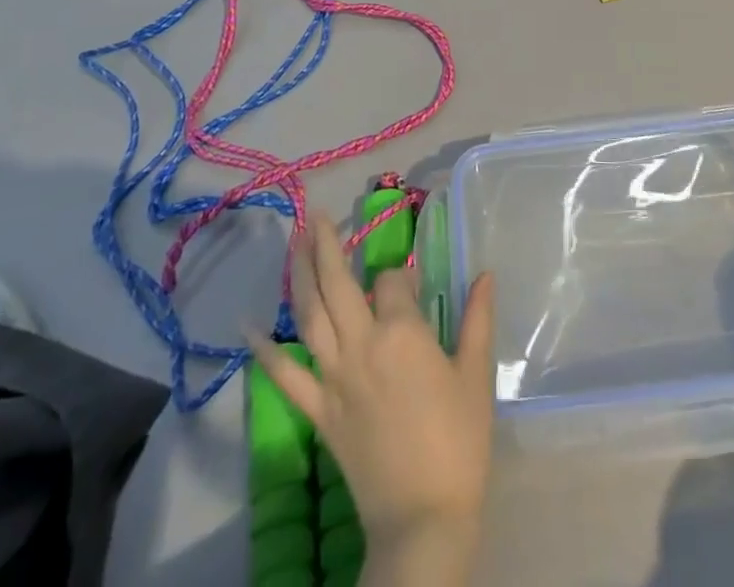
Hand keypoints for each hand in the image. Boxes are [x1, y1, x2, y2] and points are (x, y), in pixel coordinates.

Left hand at [252, 213, 495, 570]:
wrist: (423, 519)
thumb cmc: (458, 442)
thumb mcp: (475, 374)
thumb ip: (478, 318)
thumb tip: (486, 273)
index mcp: (402, 332)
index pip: (392, 282)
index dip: (400, 278)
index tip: (410, 285)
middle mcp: (362, 344)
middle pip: (338, 283)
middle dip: (327, 245)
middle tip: (316, 214)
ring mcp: (334, 377)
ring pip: (310, 315)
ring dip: (299, 275)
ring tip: (293, 241)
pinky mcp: (319, 410)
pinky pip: (285, 376)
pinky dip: (265, 351)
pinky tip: (248, 326)